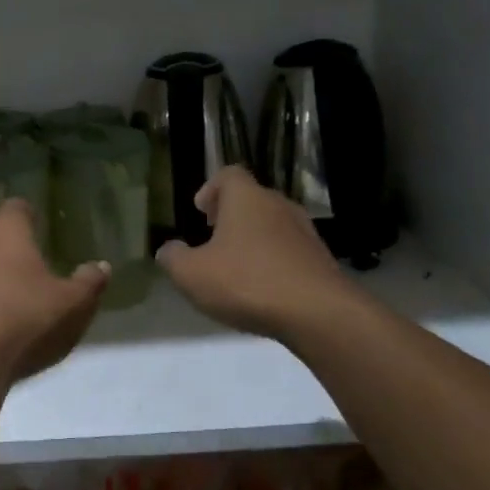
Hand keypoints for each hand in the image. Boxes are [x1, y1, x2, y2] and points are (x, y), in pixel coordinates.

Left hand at [0, 199, 108, 385]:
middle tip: (32, 267)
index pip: (16, 208)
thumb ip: (89, 283)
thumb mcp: (73, 304)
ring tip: (12, 299)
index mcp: (5, 233)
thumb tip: (100, 266)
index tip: (40, 227)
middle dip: (9, 249)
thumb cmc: (26, 318)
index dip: (29, 216)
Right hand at [156, 167, 347, 339]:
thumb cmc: (246, 282)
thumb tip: (168, 250)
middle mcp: (278, 206)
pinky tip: (262, 288)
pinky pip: (289, 251)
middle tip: (213, 238)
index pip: (229, 175)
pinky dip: (273, 261)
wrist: (318, 314)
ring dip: (253, 239)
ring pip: (272, 225)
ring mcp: (305, 232)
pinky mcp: (321, 259)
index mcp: (246, 199)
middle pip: (252, 199)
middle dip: (231, 216)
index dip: (211, 189)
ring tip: (236, 267)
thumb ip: (173, 258)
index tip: (200, 212)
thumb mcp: (192, 274)